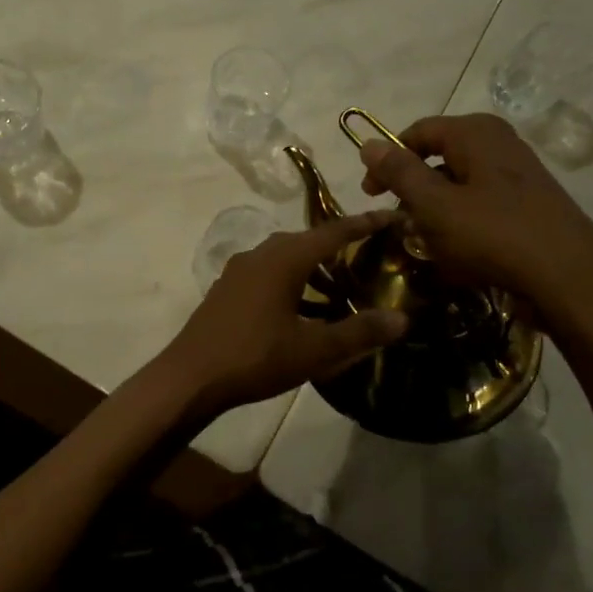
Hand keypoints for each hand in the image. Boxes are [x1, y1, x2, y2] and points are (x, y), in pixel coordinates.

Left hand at [158, 211, 409, 418]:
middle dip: (337, 246)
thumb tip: (402, 319)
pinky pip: (268, 273)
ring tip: (339, 290)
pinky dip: (291, 281)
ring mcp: (239, 271)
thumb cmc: (255, 357)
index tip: (390, 215)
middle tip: (368, 257)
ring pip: (285, 258)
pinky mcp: (227, 289)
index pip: (332, 231)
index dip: (363, 224)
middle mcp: (260, 254)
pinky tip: (302, 310)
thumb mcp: (314, 350)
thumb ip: (359, 333)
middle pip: (306, 241)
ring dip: (312, 268)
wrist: (191, 376)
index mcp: (283, 259)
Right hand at [358, 114, 592, 336]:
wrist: (571, 280)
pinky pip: (483, 203)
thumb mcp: (435, 205)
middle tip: (398, 219)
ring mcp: (520, 173)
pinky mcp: (531, 203)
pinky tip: (459, 251)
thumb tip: (368, 143)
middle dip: (414, 188)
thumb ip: (400, 173)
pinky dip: (462, 221)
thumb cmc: (494, 236)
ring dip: (436, 208)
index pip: (417, 132)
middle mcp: (500, 142)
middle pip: (440, 156)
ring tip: (426, 241)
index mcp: (476, 133)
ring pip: (460, 182)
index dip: (388, 160)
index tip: (371, 194)